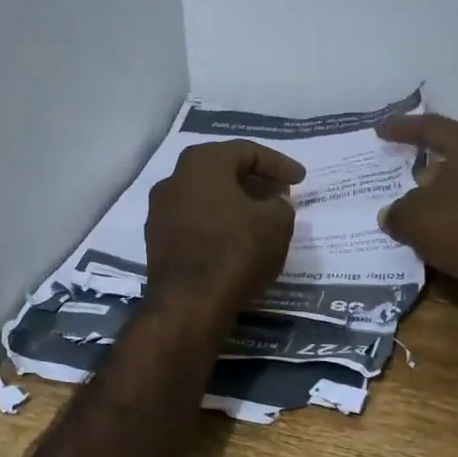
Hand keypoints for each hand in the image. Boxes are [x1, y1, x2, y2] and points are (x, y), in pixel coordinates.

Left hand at [145, 140, 305, 323]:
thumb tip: (273, 205)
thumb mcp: (277, 223)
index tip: (300, 180)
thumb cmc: (235, 252)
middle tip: (281, 194)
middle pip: (222, 170)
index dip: (278, 164)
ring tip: (261, 217)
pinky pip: (195, 220)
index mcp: (202, 162)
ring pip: (206, 196)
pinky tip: (237, 239)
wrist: (188, 305)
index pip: (247, 151)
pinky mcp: (157, 240)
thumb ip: (280, 204)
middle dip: (255, 180)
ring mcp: (161, 210)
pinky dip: (218, 223)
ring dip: (235, 202)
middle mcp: (175, 178)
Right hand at [375, 114, 457, 339]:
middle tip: (405, 170)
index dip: (404, 128)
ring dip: (443, 195)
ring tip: (416, 207)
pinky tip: (436, 234)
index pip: (433, 127)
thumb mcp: (413, 217)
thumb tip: (391, 214)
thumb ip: (397, 211)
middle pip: (457, 155)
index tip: (381, 131)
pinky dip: (456, 221)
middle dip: (429, 163)